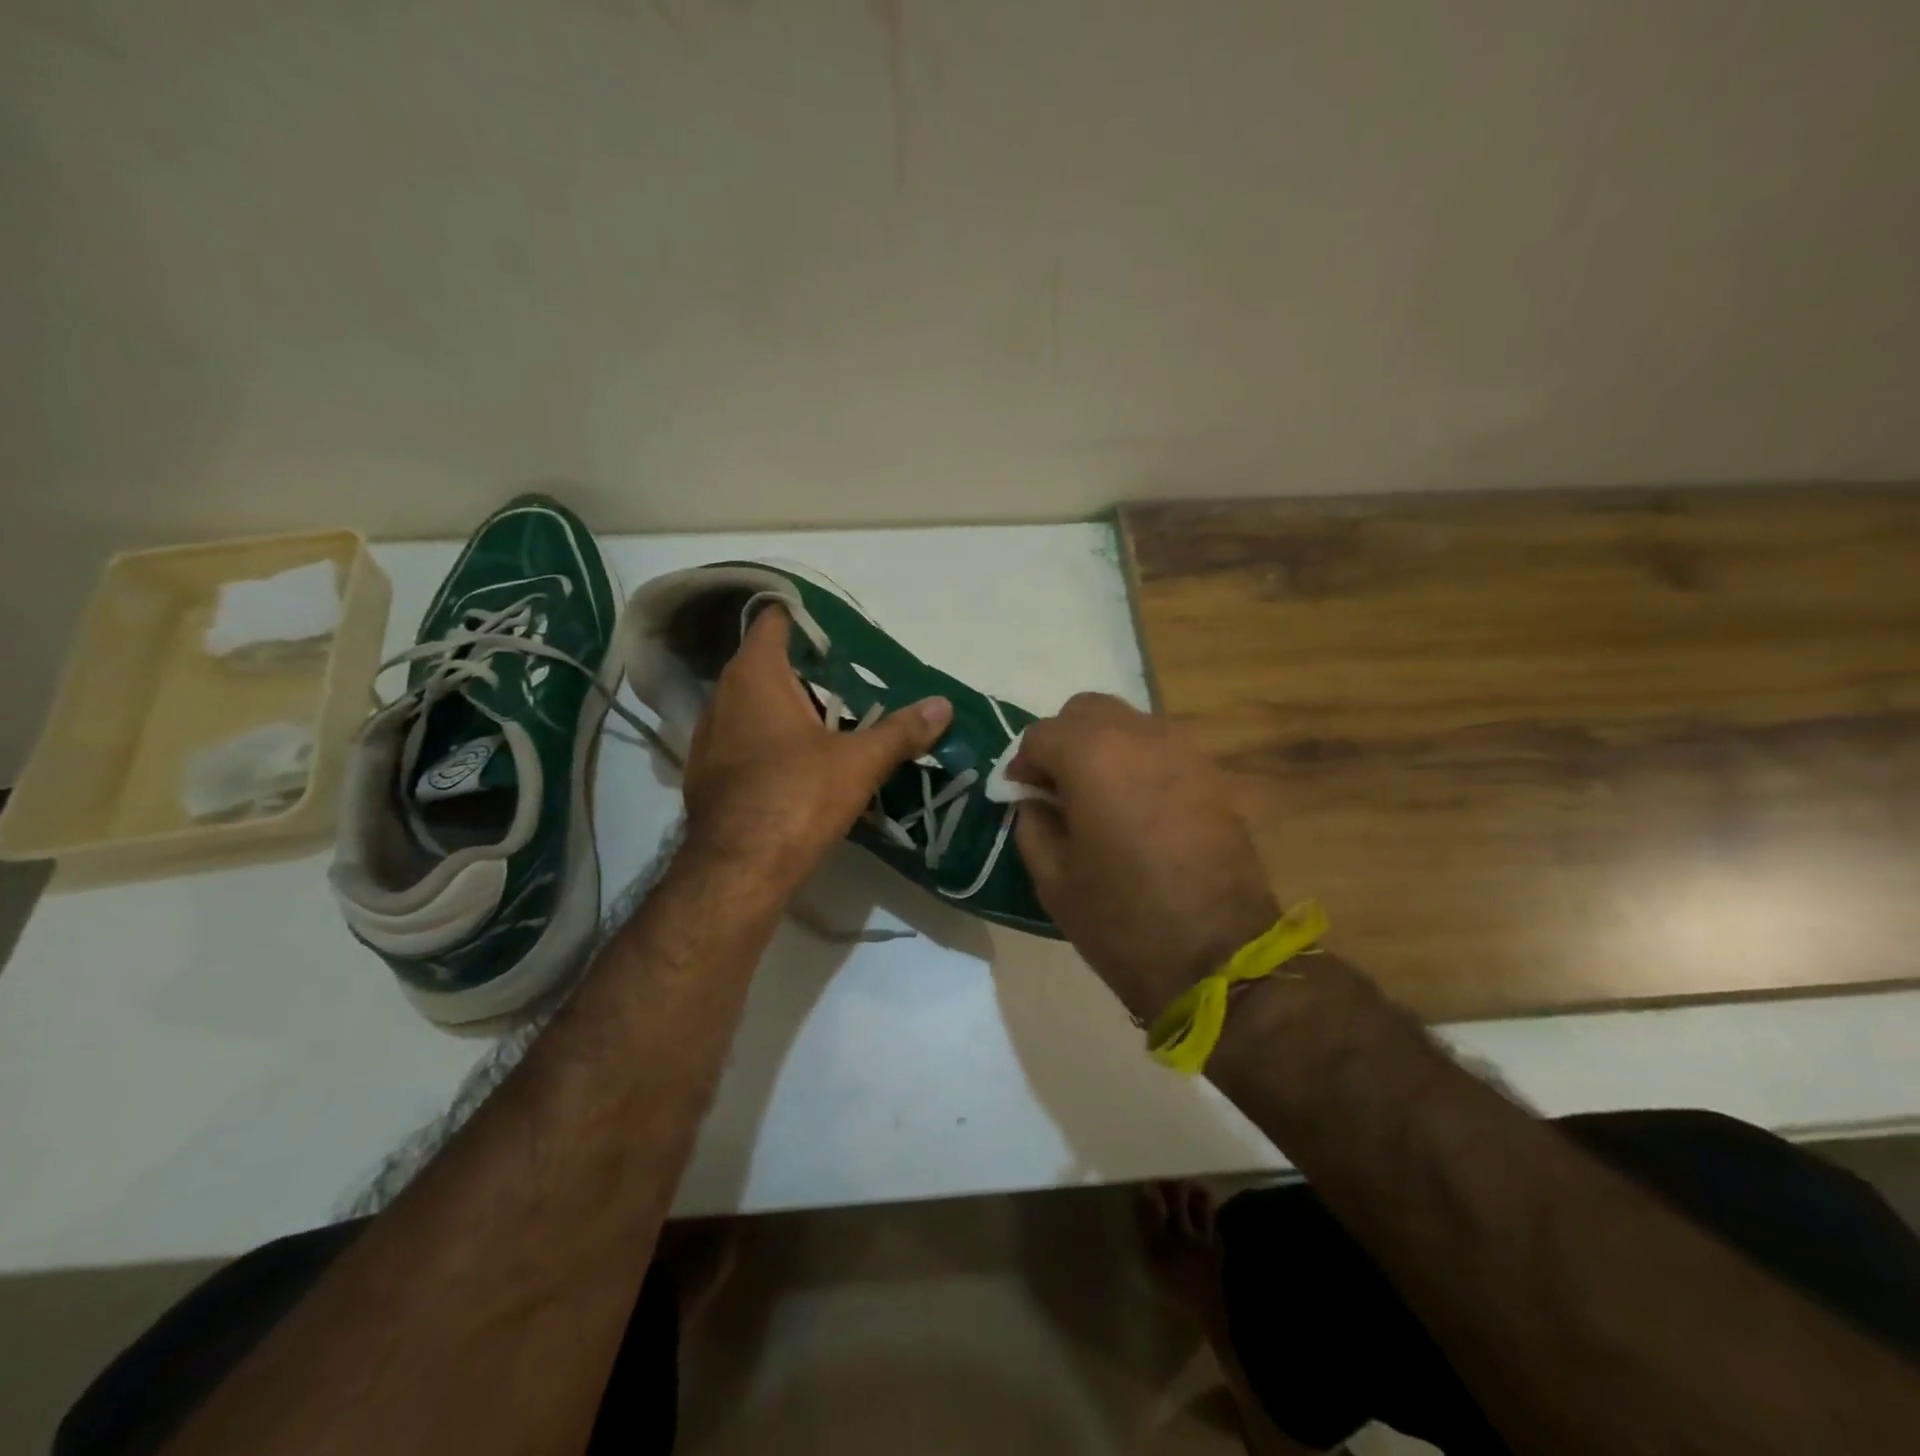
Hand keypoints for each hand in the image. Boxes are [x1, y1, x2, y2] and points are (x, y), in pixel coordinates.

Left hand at [681, 606, 952, 889]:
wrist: (737, 871)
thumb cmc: (796, 798)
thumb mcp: (859, 762)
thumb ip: (901, 730)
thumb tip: (944, 705)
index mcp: (755, 676)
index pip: (775, 621)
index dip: (807, 618)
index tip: (842, 628)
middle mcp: (723, 696)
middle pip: (768, 664)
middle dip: (809, 669)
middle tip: (854, 677)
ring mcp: (709, 736)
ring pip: (755, 705)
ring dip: (790, 707)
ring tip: (836, 718)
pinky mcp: (708, 772)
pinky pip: (745, 739)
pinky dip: (772, 739)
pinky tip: (802, 761)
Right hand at [1012, 694, 1278, 1021]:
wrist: (1219, 956)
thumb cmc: (1122, 920)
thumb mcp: (1053, 879)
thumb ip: (1032, 823)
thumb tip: (1034, 799)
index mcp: (1092, 756)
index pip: (1040, 734)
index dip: (1023, 764)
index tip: (1023, 797)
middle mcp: (1140, 736)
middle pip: (1086, 711)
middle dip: (1063, 741)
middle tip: (1058, 788)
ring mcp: (1183, 751)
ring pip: (1128, 723)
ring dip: (1102, 746)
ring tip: (1098, 797)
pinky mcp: (1212, 774)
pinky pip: (1161, 749)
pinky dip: (1138, 761)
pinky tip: (1137, 807)